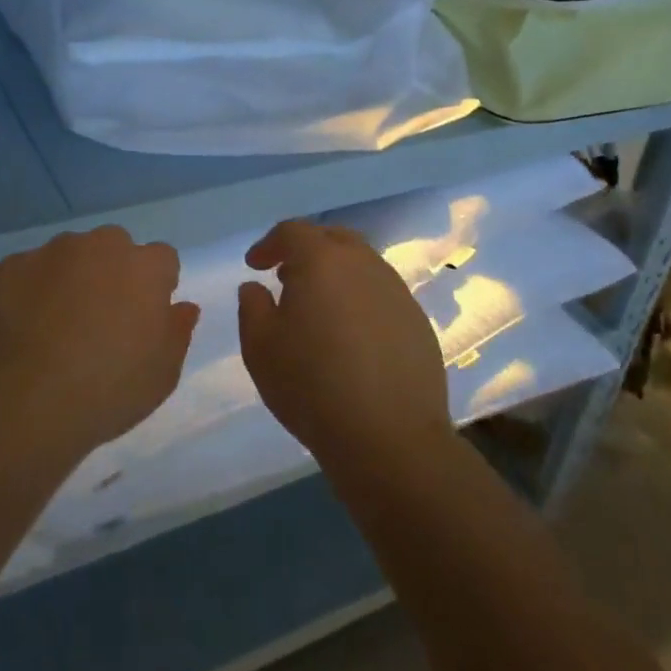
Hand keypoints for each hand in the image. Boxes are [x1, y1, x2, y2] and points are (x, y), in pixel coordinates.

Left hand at [0, 226, 199, 458]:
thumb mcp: (163, 373)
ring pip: (68, 255)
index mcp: (145, 267)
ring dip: (69, 278)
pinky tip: (23, 328)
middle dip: (111, 272)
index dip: (155, 286)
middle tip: (100, 319)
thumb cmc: (109, 389)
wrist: (27, 401)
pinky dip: (29, 291)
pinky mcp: (9, 267)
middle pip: (114, 248)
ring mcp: (50, 252)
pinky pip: (27, 272)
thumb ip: (177, 331)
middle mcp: (100, 246)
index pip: (162, 259)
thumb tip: (184, 307)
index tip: (143, 317)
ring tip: (55, 325)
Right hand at [238, 220, 452, 468]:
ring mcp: (397, 292)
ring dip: (336, 274)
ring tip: (319, 307)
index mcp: (322, 261)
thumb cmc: (312, 386)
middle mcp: (364, 265)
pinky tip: (351, 336)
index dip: (269, 244)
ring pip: (362, 265)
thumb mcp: (260, 347)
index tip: (255, 265)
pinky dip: (360, 300)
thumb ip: (252, 307)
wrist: (390, 438)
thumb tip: (256, 287)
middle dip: (307, 250)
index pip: (292, 232)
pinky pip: (382, 294)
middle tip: (287, 277)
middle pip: (333, 239)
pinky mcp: (418, 321)